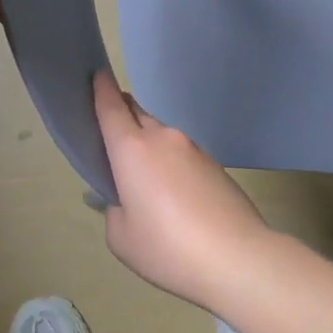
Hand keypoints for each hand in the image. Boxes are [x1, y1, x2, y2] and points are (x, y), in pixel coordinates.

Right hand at [92, 73, 280, 307]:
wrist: (237, 257)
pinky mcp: (215, 165)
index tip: (96, 75)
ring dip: (148, 146)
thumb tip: (126, 199)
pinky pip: (182, 155)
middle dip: (122, 116)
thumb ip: (114, 210)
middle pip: (137, 114)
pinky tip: (175, 198)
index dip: (101, 88)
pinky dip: (171, 164)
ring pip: (161, 136)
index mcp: (132, 149)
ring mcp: (193, 149)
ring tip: (145, 182)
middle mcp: (162, 138)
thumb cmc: (167, 247)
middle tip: (111, 137)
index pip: (111, 106)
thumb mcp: (121, 237)